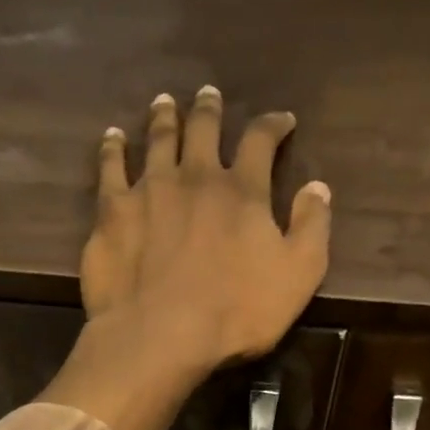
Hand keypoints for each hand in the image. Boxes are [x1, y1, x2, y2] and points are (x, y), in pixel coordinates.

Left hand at [82, 86, 331, 368]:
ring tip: (165, 103)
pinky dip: (113, 148)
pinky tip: (113, 137)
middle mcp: (195, 177)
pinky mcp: (112, 211)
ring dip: (164, 118)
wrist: (160, 334)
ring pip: (158, 140)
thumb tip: (318, 187)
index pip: (261, 141)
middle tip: (209, 94)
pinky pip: (111, 168)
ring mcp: (149, 190)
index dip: (273, 125)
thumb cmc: (236, 312)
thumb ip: (312, 228)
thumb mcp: (297, 276)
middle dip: (210, 109)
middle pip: (203, 129)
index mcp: (242, 191)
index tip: (282, 120)